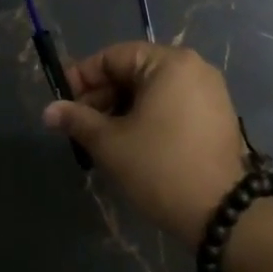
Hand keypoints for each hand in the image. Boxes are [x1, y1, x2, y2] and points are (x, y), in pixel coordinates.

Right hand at [42, 42, 248, 246]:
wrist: (223, 213)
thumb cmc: (160, 168)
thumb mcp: (111, 143)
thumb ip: (77, 120)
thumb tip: (49, 111)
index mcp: (169, 63)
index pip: (113, 57)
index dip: (81, 78)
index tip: (61, 102)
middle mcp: (193, 67)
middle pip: (134, 71)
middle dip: (102, 96)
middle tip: (78, 125)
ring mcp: (209, 91)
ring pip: (152, 91)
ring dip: (122, 109)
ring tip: (100, 138)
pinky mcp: (217, 116)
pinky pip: (172, 105)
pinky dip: (147, 117)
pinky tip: (130, 142)